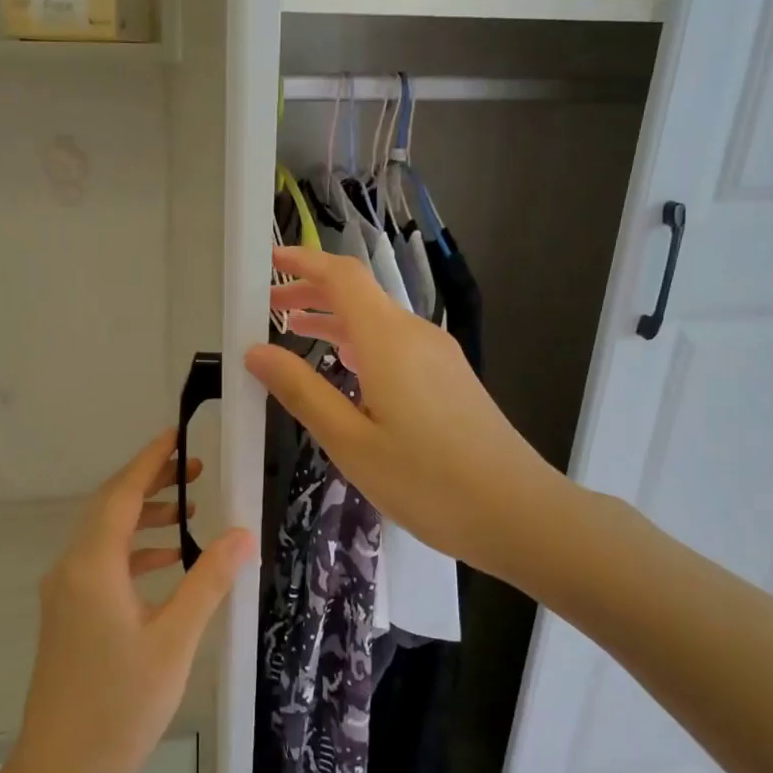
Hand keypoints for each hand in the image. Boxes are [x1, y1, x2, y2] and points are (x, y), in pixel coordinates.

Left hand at [9, 430, 253, 772]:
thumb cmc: (119, 706)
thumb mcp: (174, 641)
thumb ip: (207, 581)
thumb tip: (241, 533)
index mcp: (92, 566)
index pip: (122, 494)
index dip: (150, 460)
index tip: (177, 434)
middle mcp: (71, 569)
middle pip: (111, 508)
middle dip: (152, 483)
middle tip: (197, 469)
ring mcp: (66, 594)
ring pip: (107, 537)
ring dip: (146, 518)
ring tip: (191, 512)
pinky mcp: (69, 616)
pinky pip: (103, 565)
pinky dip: (136, 553)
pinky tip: (169, 563)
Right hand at [246, 246, 564, 577]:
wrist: (517, 513)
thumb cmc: (426, 481)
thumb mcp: (349, 440)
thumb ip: (301, 391)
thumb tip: (256, 351)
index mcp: (388, 340)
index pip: (342, 276)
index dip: (304, 261)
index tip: (268, 259)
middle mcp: (415, 335)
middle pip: (359, 295)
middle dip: (311, 293)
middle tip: (267, 309)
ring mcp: (439, 356)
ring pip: (378, 321)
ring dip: (335, 320)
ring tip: (294, 333)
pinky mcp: (450, 378)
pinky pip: (396, 345)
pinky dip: (359, 343)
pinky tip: (344, 369)